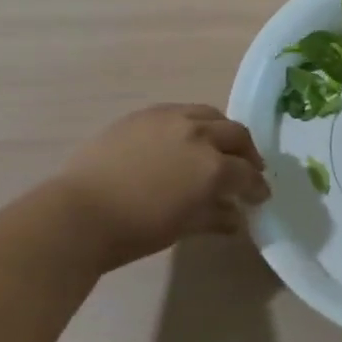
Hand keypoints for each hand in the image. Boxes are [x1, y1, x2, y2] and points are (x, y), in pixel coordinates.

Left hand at [54, 104, 269, 272]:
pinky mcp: (145, 113)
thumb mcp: (183, 227)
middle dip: (247, 153)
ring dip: (222, 131)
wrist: (81, 213)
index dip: (257, 186)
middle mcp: (198, 135)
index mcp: (212, 167)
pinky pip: (180, 111)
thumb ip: (215, 216)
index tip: (260, 195)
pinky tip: (186, 137)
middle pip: (236, 135)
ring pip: (210, 115)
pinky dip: (193, 123)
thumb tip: (236, 217)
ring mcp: (171, 118)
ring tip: (219, 146)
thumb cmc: (135, 230)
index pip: (247, 174)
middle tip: (248, 168)